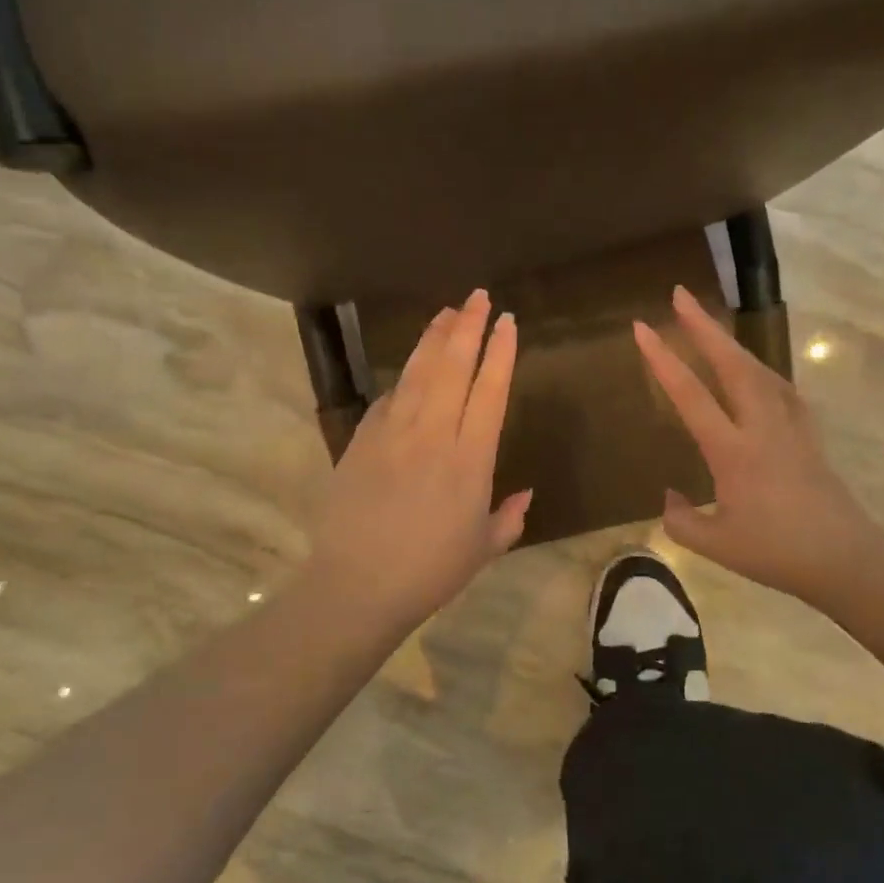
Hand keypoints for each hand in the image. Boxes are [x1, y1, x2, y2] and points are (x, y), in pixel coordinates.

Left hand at [301, 289, 529, 639]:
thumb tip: (525, 494)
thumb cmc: (431, 572)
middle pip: (453, 367)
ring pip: (418, 373)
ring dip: (434, 338)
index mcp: (471, 459)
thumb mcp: (484, 548)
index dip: (500, 352)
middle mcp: (433, 435)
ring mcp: (393, 434)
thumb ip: (509, 516)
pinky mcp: (362, 441)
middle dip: (468, 327)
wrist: (358, 585)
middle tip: (477, 297)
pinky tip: (412, 368)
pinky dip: (404, 378)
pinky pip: (388, 398)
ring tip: (447, 312)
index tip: (507, 322)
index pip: (490, 391)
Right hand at [634, 286, 872, 610]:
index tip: (641, 327)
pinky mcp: (808, 435)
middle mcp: (762, 426)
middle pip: (732, 363)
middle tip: (680, 295)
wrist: (844, 558)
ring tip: (710, 327)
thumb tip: (669, 496)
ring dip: (731, 343)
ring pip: (759, 369)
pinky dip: (760, 370)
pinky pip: (781, 389)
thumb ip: (680, 520)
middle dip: (704, 326)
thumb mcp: (715, 544)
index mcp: (733, 450)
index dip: (663, 359)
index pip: (691, 395)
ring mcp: (790, 426)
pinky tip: (755, 372)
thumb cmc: (775, 552)